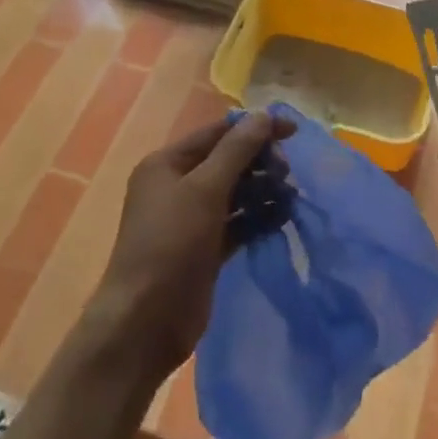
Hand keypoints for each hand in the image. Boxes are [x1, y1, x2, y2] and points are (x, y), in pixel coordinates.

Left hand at [83, 111, 293, 384]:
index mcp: (167, 164)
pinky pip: (237, 222)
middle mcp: (177, 186)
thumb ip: (237, 150)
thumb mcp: (204, 189)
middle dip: (260, 162)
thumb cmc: (170, 244)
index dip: (255, 128)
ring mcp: (190, 220)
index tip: (293, 131)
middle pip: (227, 162)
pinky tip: (282, 218)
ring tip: (291, 197)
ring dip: (263, 190)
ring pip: (235, 193)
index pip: (217, 133)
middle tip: (287, 173)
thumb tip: (264, 115)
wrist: (144, 323)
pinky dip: (258, 218)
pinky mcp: (205, 248)